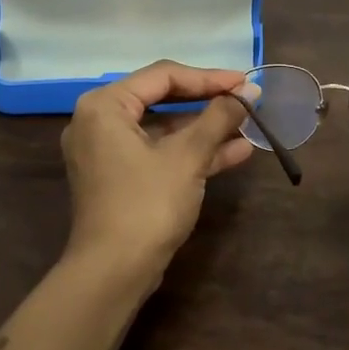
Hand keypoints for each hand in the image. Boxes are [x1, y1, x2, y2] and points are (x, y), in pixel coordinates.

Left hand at [60, 61, 255, 278]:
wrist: (113, 273)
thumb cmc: (147, 204)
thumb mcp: (188, 157)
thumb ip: (218, 118)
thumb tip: (249, 92)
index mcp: (105, 105)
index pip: (163, 76)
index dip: (208, 78)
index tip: (245, 83)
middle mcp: (99, 122)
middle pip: (162, 99)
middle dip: (208, 103)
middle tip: (246, 100)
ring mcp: (108, 152)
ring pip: (163, 129)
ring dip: (205, 129)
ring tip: (248, 125)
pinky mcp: (120, 178)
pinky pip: (158, 152)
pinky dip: (191, 152)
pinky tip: (235, 152)